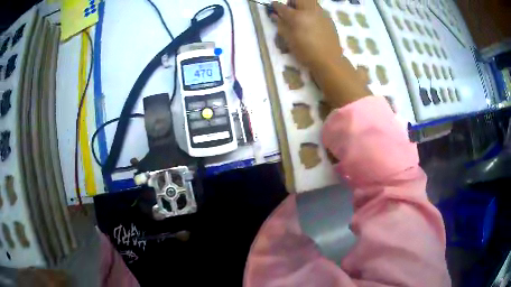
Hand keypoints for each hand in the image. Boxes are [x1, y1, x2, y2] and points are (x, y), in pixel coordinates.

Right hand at [271, 0, 369, 107]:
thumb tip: (274, 15)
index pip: (282, 7)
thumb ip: (281, 25)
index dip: (276, 6)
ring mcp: (321, 13)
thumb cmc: (306, 52)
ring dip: (303, 4)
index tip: (274, 7)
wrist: (329, 60)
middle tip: (290, 10)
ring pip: (310, 1)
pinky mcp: (328, 18)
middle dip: (292, 1)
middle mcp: (309, 11)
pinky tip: (312, 22)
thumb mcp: (289, 40)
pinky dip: (312, 11)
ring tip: (302, 15)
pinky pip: (318, 9)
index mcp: (297, 16)